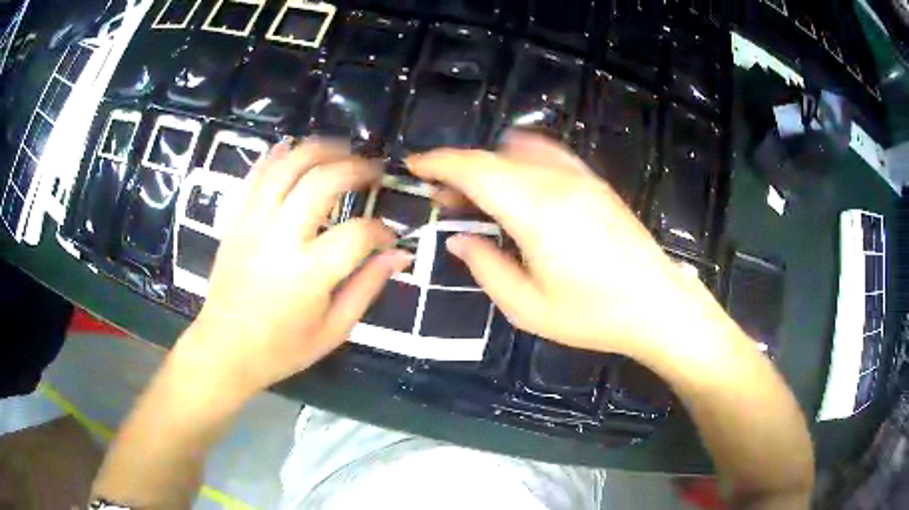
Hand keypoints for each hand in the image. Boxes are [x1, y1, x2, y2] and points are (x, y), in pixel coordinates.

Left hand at [179, 139, 410, 396]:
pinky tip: (293, 148)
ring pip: (287, 166)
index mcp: (309, 273)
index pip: (358, 233)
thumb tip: (399, 255)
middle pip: (323, 181)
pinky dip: (276, 155)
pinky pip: (255, 175)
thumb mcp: (333, 331)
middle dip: (355, 168)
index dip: (381, 230)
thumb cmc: (281, 349)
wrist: (225, 349)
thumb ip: (367, 288)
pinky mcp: (235, 220)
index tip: (388, 236)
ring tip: (341, 151)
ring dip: (319, 150)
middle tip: (373, 171)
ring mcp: (253, 223)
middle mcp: (280, 238)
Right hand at [408, 132, 725, 357]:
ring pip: (518, 153)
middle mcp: (556, 182)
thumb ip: (486, 267)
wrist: (656, 304)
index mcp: (536, 212)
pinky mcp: (594, 182)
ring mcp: (580, 178)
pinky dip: (519, 160)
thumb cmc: (592, 315)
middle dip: (458, 170)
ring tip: (475, 197)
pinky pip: (547, 155)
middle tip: (441, 198)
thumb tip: (460, 239)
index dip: (439, 163)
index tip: (414, 166)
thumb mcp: (527, 307)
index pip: (475, 170)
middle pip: (493, 158)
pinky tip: (516, 182)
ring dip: (487, 167)